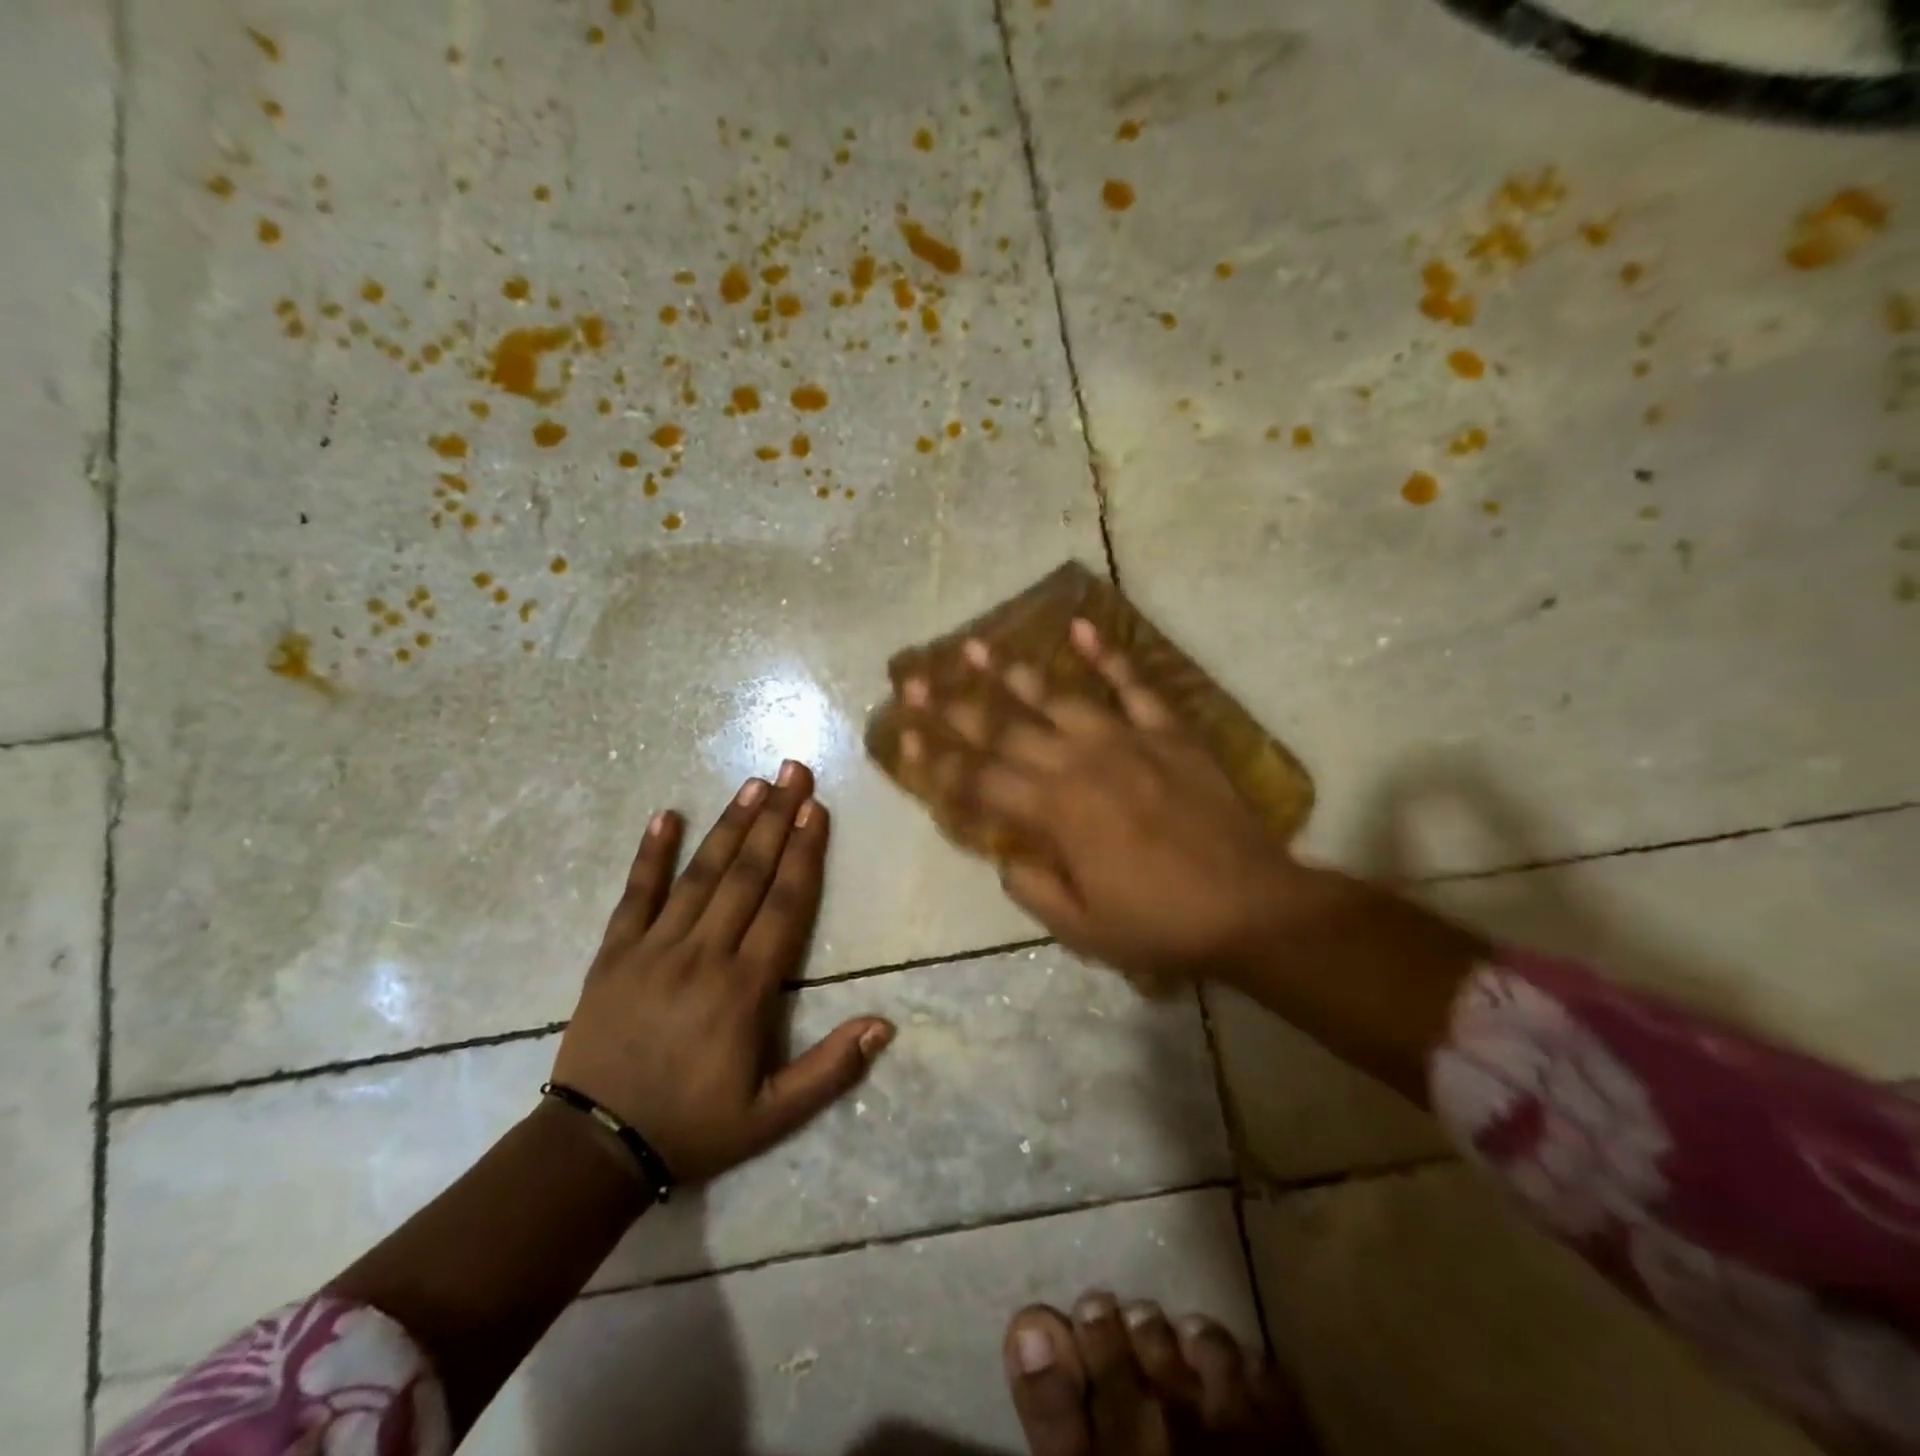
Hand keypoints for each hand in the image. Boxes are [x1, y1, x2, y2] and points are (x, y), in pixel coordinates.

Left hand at [551, 762, 893, 1184]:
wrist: (596, 1147)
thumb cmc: (694, 1126)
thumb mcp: (773, 1117)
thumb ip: (830, 1070)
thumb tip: (884, 1025)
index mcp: (745, 989)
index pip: (784, 905)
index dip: (804, 854)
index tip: (816, 809)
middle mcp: (704, 955)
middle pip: (747, 875)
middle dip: (774, 819)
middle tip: (793, 771)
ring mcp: (654, 949)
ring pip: (700, 874)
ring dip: (729, 826)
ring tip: (752, 784)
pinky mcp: (613, 954)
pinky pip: (634, 895)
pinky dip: (650, 854)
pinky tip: (666, 815)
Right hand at [901, 621, 1301, 988]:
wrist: (1249, 907)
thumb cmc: (1159, 923)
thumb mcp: (1082, 928)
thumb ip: (1033, 887)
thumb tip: (1006, 857)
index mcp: (1054, 813)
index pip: (979, 781)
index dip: (937, 762)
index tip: (904, 737)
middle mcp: (1078, 764)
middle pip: (1004, 731)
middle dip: (954, 707)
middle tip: (916, 680)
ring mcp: (1125, 740)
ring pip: (1056, 698)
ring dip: (1012, 672)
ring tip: (977, 645)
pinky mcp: (1167, 732)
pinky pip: (1133, 685)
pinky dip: (1106, 655)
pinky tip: (1079, 625)